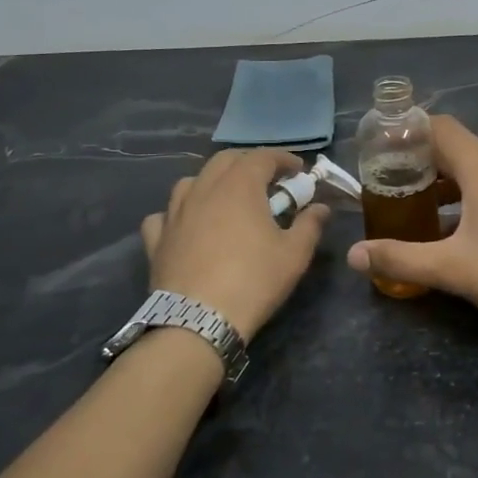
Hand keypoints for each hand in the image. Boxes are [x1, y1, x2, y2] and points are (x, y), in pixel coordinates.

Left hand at [140, 150, 328, 340]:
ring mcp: (175, 213)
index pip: (262, 156)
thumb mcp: (294, 255)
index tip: (299, 169)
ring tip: (227, 198)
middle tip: (267, 180)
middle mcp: (204, 189)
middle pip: (225, 160)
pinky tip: (187, 225)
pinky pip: (165, 215)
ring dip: (213, 182)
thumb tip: (321, 208)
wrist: (199, 321)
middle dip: (249, 163)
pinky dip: (179, 213)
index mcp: (239, 186)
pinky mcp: (157, 239)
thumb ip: (310, 225)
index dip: (283, 159)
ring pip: (192, 181)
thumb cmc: (254, 281)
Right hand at [345, 116, 477, 349]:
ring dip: (442, 185)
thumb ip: (400, 258)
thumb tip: (353, 255)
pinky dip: (465, 199)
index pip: (440, 128)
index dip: (408, 132)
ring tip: (412, 209)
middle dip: (419, 163)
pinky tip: (450, 231)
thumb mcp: (452, 268)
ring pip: (474, 172)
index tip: (380, 150)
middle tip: (387, 185)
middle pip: (455, 150)